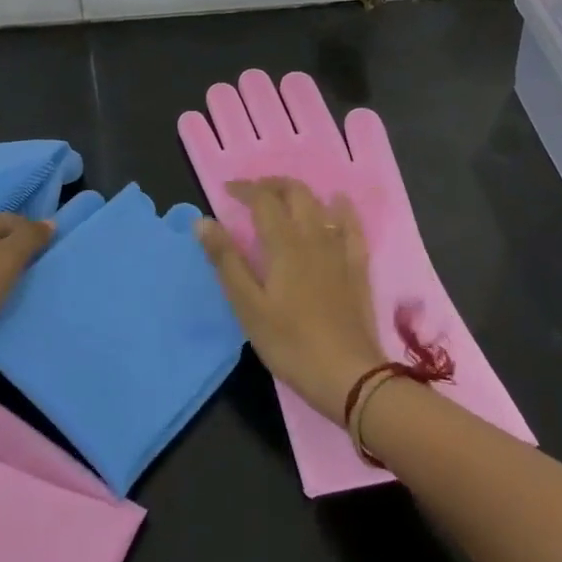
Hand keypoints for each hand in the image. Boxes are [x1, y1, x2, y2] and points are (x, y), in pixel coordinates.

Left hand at [0, 213, 53, 352]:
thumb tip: (50, 221)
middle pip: (0, 241)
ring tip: (21, 293)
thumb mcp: (7, 259)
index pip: (16, 219)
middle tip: (39, 276)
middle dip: (20, 256)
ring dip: (4, 276)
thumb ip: (29, 238)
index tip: (51, 257)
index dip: (35, 234)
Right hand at [195, 177, 384, 424]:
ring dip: (299, 194)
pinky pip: (352, 226)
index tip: (226, 190)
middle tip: (253, 193)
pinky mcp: (357, 267)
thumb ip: (226, 261)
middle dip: (271, 185)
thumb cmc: (290, 343)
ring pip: (321, 204)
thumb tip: (203, 222)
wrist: (349, 376)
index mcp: (283, 243)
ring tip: (283, 200)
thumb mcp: (248, 306)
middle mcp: (313, 236)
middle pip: (295, 192)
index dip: (244, 189)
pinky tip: (336, 206)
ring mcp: (339, 250)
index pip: (262, 199)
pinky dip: (341, 209)